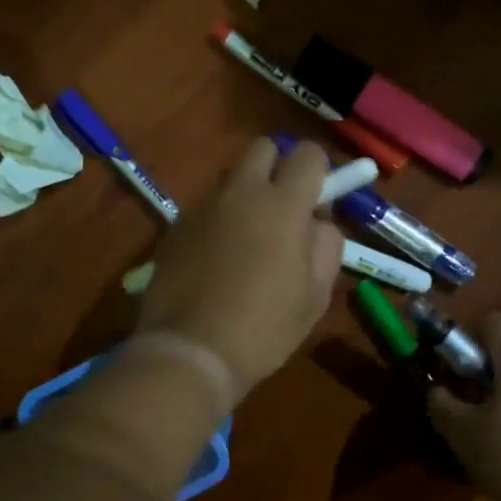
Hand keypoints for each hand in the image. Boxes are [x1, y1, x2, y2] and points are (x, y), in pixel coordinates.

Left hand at [137, 139, 344, 398]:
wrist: (191, 351)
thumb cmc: (265, 328)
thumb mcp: (316, 294)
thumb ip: (326, 245)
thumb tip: (316, 222)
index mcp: (282, 204)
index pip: (307, 154)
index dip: (318, 173)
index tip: (316, 205)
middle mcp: (240, 192)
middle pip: (262, 149)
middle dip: (277, 169)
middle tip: (282, 212)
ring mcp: (202, 207)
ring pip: (231, 180)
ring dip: (245, 197)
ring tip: (245, 244)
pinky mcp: (175, 227)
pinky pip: (205, 208)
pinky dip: (217, 222)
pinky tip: (216, 262)